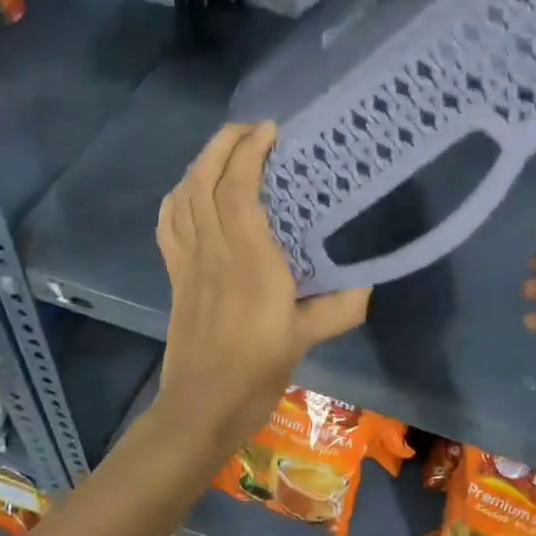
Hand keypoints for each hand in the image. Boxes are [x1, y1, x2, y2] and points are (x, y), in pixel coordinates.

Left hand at [154, 122, 370, 448]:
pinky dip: (178, 196)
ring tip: (226, 151)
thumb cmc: (256, 371)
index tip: (271, 131)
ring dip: (200, 163)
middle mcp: (213, 251)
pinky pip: (169, 223)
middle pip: (204, 181)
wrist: (203, 405)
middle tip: (251, 130)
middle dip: (223, 144)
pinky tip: (190, 191)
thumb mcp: (306, 339)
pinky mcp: (175, 275)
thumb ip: (339, 307)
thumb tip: (366, 283)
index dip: (249, 153)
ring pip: (183, 196)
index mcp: (249, 261)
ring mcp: (188, 262)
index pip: (237, 190)